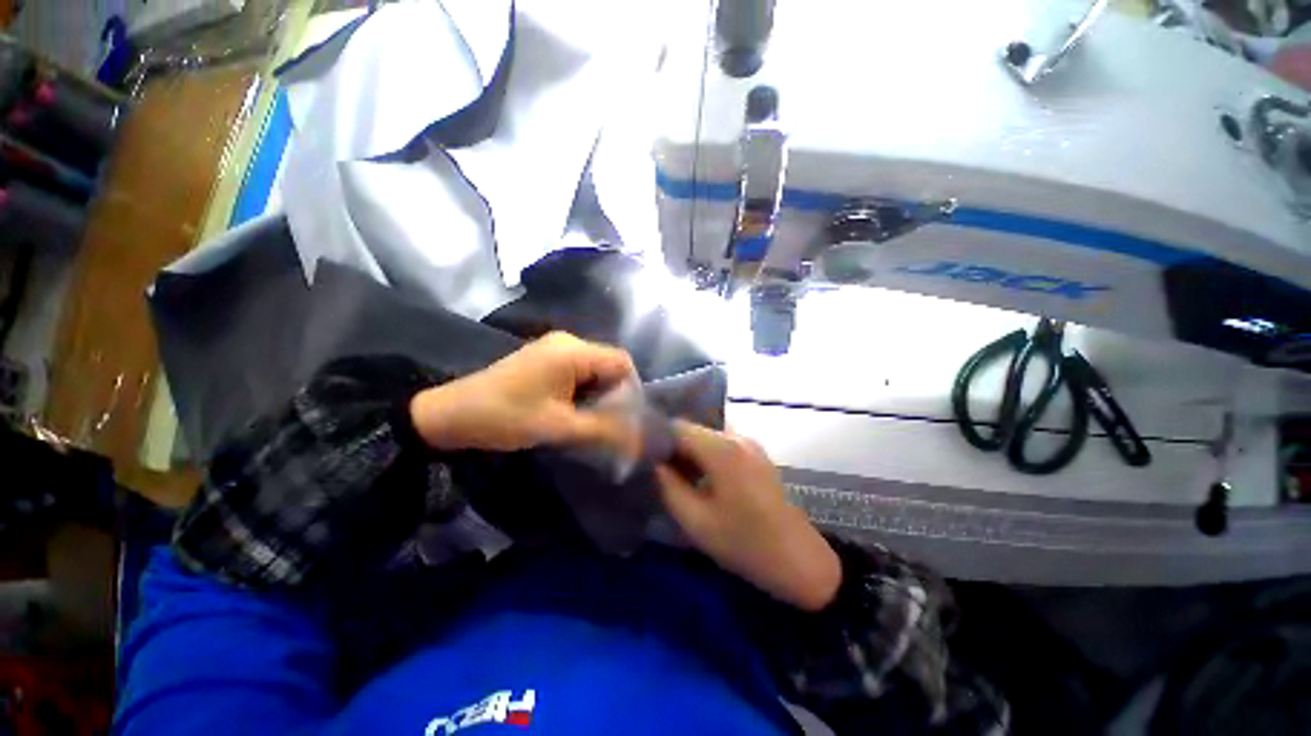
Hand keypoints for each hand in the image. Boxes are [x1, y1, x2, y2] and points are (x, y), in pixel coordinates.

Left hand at [410, 332, 638, 453]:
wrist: (450, 414)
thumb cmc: (505, 417)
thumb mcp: (558, 427)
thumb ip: (603, 430)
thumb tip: (637, 439)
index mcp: (573, 351)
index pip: (623, 362)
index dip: (630, 390)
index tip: (624, 419)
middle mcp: (568, 341)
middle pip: (610, 364)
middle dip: (613, 394)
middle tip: (605, 423)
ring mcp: (555, 347)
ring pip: (595, 369)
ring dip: (597, 394)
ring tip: (587, 420)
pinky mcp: (545, 357)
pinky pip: (579, 370)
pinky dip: (583, 390)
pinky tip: (570, 409)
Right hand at [655, 422, 840, 610]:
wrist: (798, 559)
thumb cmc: (744, 543)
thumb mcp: (696, 521)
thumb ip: (669, 487)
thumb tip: (655, 464)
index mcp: (721, 449)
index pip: (678, 427)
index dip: (658, 440)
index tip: (646, 460)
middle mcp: (736, 437)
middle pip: (694, 430)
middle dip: (674, 448)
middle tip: (660, 474)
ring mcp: (749, 444)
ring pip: (707, 438)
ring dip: (690, 454)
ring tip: (679, 480)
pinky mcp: (756, 455)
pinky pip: (722, 447)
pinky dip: (706, 458)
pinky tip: (702, 482)